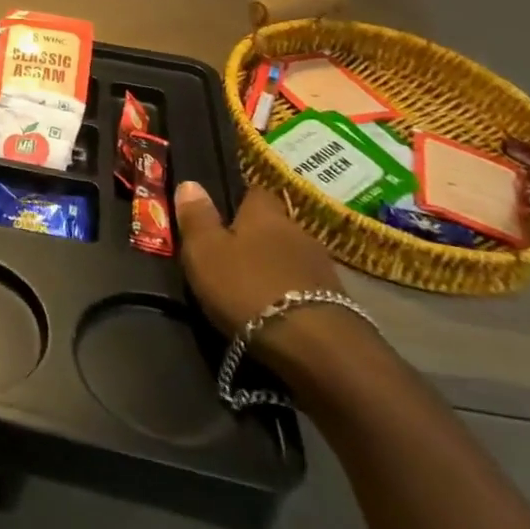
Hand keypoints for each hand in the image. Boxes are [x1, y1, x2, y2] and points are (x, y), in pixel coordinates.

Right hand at [175, 182, 343, 337]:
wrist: (315, 346)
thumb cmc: (247, 287)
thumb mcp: (205, 251)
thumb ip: (197, 217)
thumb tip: (191, 182)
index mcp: (265, 213)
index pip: (255, 193)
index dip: (238, 202)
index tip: (222, 215)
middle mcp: (298, 230)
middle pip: (274, 226)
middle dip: (256, 237)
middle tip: (231, 254)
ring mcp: (322, 267)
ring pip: (290, 256)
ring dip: (275, 266)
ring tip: (252, 285)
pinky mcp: (338, 302)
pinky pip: (305, 286)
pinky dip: (290, 292)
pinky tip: (275, 308)